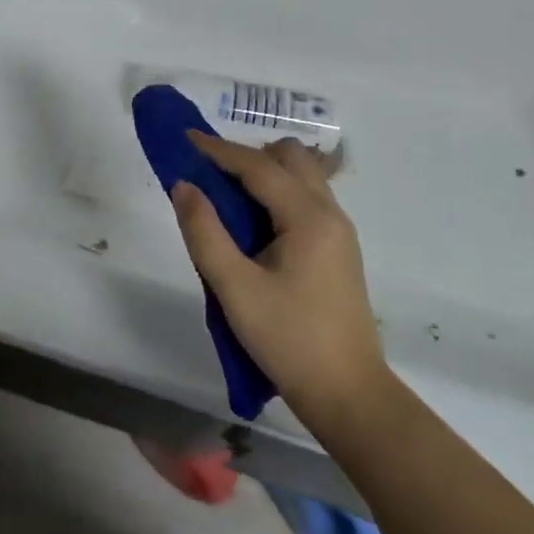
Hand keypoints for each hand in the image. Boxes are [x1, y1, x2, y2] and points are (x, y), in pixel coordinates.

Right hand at [171, 132, 388, 421]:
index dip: (219, 149)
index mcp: (308, 217)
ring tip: (226, 198)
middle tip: (210, 175)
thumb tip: (184, 185)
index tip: (185, 138)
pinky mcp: (337, 250)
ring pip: (302, 177)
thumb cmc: (289, 340)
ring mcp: (338, 232)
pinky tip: (253, 224)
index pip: (258, 166)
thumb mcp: (235, 288)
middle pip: (290, 157)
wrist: (349, 395)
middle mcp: (330, 214)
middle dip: (247, 155)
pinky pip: (305, 199)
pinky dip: (276, 194)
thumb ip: (204, 232)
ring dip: (264, 173)